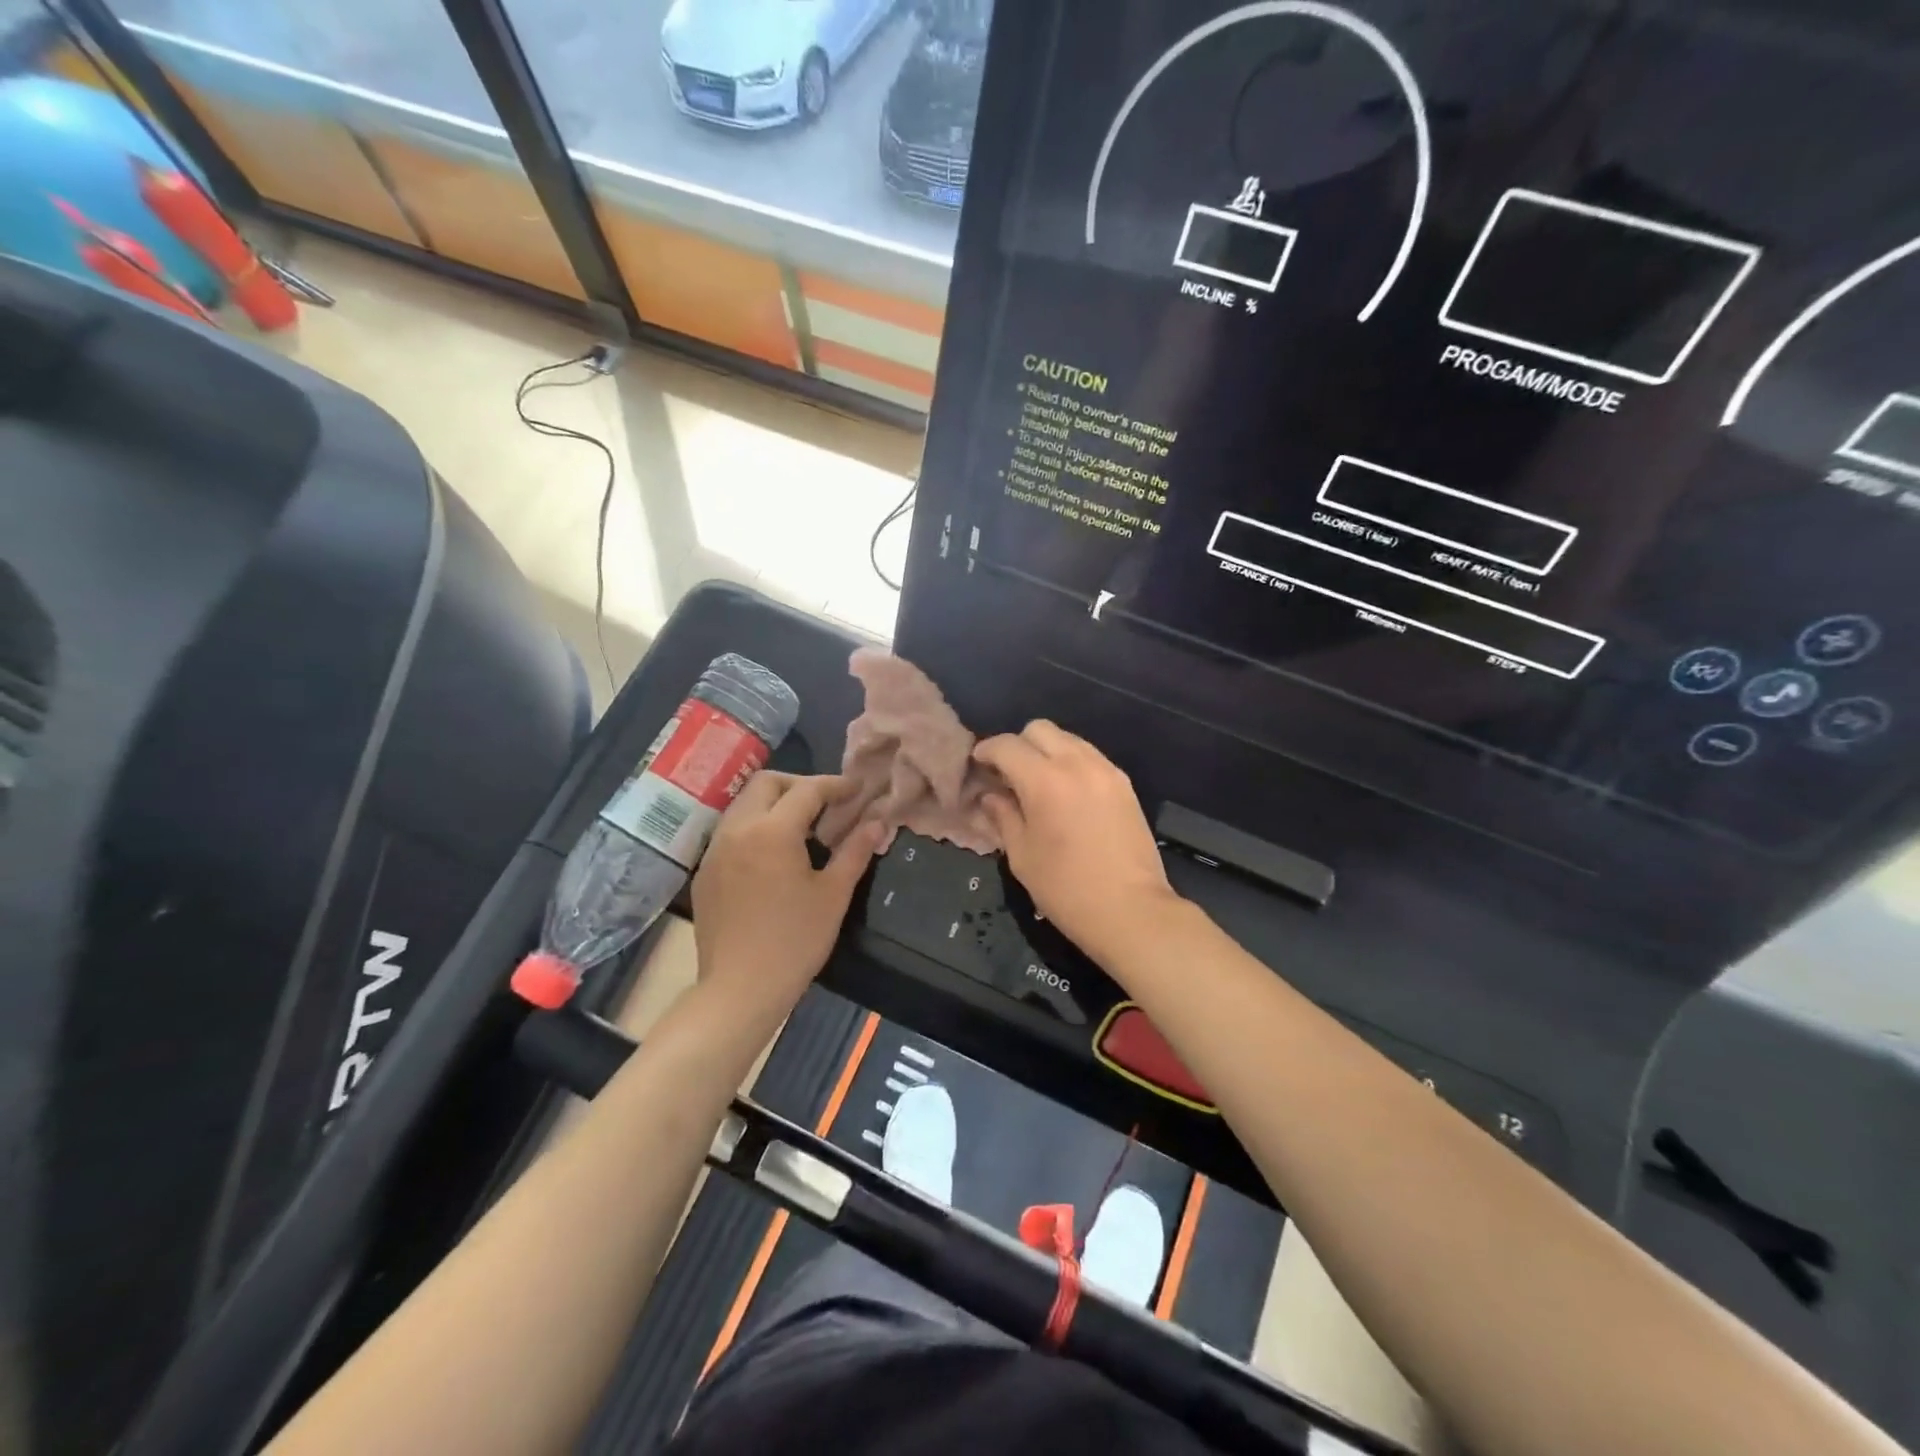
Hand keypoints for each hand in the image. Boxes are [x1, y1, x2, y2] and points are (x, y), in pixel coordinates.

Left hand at [692, 773, 882, 1017]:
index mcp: (773, 831)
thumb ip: (855, 851)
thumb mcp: (834, 895)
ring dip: (774, 803)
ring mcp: (715, 850)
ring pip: (744, 804)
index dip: (836, 785)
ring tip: (801, 827)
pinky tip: (772, 855)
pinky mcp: (705, 871)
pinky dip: (755, 826)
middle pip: (766, 783)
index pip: (807, 790)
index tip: (857, 789)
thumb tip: (877, 823)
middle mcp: (738, 829)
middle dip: (799, 784)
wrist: (740, 989)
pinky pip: (730, 831)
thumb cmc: (795, 941)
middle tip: (826, 804)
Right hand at [972, 721, 1179, 962]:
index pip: (1007, 746)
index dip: (986, 750)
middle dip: (1017, 745)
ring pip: (1067, 738)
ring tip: (1037, 782)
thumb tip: (990, 796)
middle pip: (1039, 729)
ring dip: (1046, 751)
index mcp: (1044, 780)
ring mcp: (1105, 770)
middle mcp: (1076, 763)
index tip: (977, 765)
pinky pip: (1089, 756)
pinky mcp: (1124, 783)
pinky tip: (1066, 792)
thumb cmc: (1066, 889)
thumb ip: (1003, 816)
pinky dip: (1071, 762)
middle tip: (1007, 774)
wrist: (1131, 910)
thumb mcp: (1022, 856)